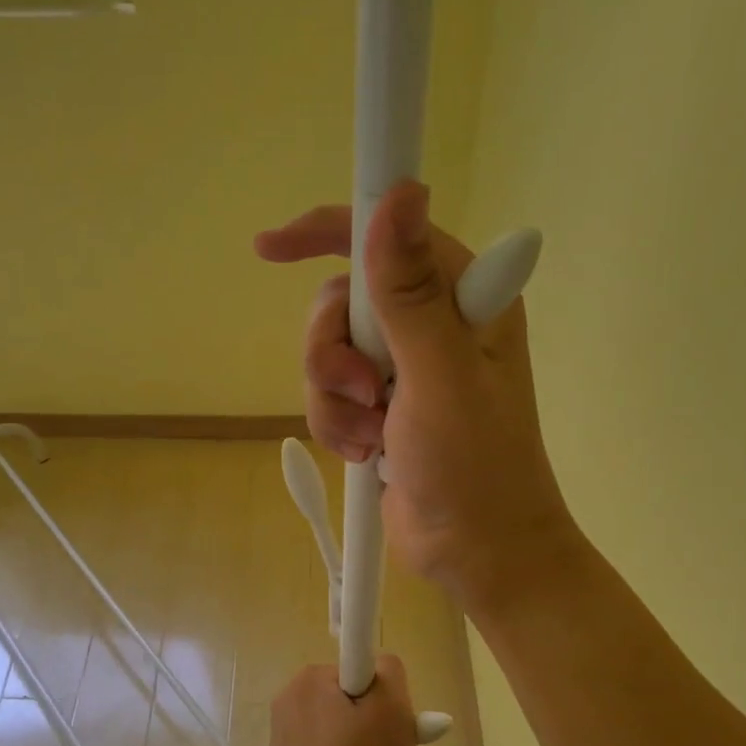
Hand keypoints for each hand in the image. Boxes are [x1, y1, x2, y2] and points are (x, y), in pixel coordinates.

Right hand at [256, 182, 579, 614]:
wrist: (475, 551)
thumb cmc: (474, 466)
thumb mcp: (439, 376)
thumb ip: (410, 292)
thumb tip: (401, 194)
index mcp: (463, 299)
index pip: (387, 236)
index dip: (327, 232)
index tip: (270, 248)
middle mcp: (431, 323)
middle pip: (341, 302)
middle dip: (333, 353)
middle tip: (365, 393)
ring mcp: (403, 368)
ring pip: (326, 353)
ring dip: (335, 400)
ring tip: (369, 437)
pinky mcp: (381, 406)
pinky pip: (329, 394)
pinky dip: (336, 424)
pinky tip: (365, 453)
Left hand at [269, 658, 416, 745]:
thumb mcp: (393, 709)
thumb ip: (390, 672)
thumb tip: (380, 666)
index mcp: (308, 679)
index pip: (359, 669)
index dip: (381, 696)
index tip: (389, 725)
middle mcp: (287, 698)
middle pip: (347, 696)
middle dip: (370, 718)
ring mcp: (281, 733)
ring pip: (337, 724)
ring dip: (358, 741)